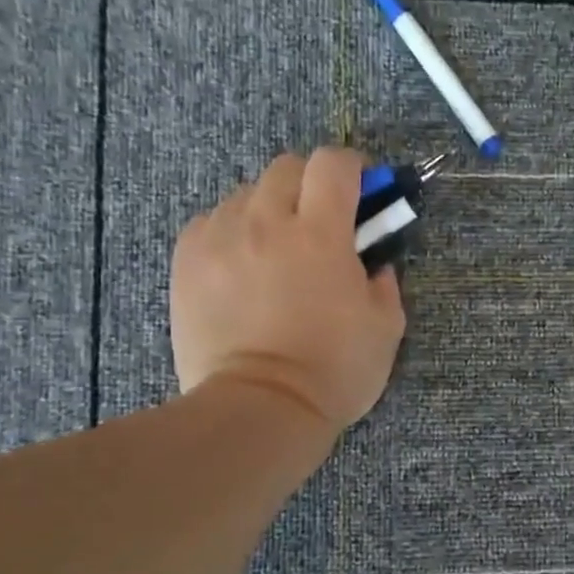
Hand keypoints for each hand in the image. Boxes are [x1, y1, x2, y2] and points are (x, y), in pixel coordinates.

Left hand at [169, 148, 405, 429]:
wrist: (260, 409)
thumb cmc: (334, 371)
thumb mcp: (386, 327)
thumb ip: (384, 281)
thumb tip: (372, 262)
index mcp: (321, 234)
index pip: (334, 164)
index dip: (352, 167)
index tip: (361, 188)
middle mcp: (266, 222)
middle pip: (286, 167)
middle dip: (310, 184)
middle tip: (320, 222)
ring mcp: (220, 238)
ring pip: (246, 193)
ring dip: (269, 209)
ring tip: (276, 249)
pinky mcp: (187, 260)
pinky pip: (212, 221)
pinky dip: (233, 231)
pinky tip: (242, 265)